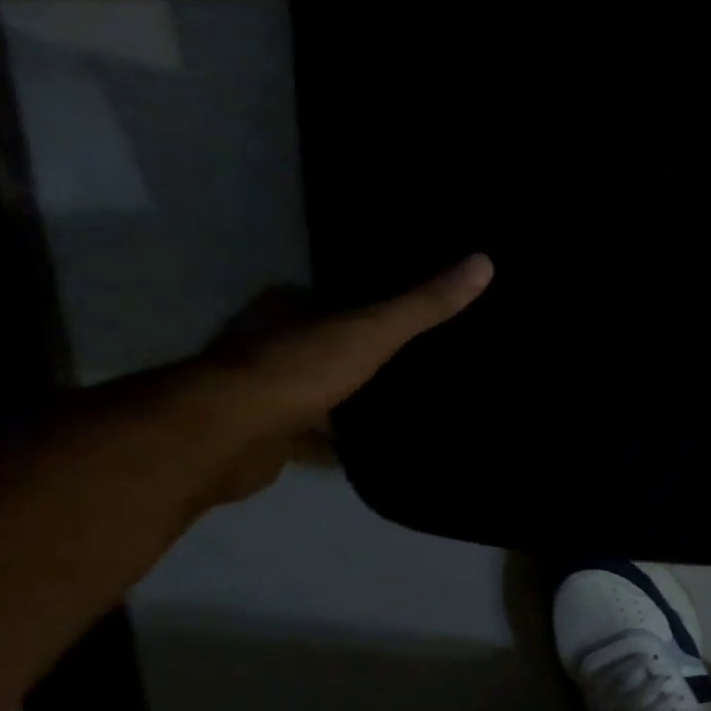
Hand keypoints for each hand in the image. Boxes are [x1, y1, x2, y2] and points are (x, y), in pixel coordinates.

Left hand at [158, 254, 494, 507]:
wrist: (227, 437)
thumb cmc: (297, 370)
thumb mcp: (373, 331)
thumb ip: (424, 305)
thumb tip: (484, 262)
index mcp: (286, 310)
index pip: (331, 297)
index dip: (367, 302)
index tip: (410, 311)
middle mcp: (268, 344)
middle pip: (326, 344)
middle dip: (361, 352)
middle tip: (418, 359)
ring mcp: (263, 391)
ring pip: (319, 389)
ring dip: (349, 398)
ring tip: (406, 402)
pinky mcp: (267, 435)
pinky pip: (313, 435)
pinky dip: (338, 443)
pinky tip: (374, 448)